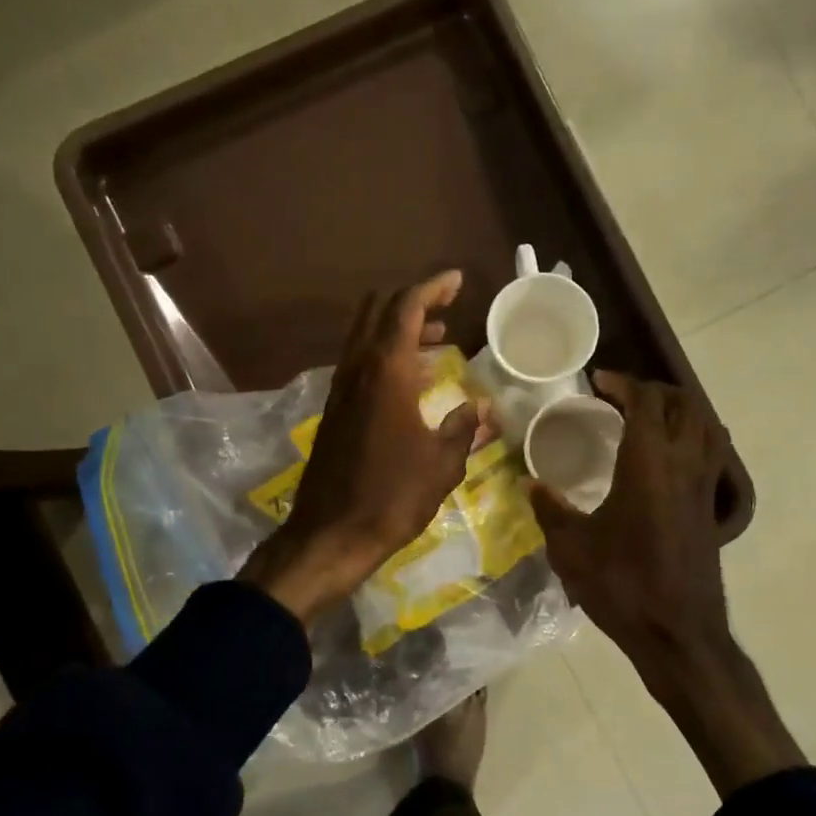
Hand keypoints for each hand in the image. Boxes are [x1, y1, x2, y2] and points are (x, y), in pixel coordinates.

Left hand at [240, 271, 479, 623]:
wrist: (331, 534)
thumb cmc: (393, 497)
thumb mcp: (442, 464)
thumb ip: (465, 428)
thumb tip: (483, 408)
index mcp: (386, 372)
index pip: (406, 308)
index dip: (432, 287)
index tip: (458, 280)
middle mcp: (357, 370)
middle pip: (378, 312)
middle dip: (412, 302)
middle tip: (446, 308)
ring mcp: (340, 390)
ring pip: (366, 337)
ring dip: (398, 330)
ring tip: (437, 340)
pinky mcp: (334, 411)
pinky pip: (360, 364)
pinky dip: (386, 356)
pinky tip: (410, 380)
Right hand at [532, 373, 803, 793]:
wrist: (678, 633)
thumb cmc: (622, 586)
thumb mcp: (572, 549)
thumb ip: (550, 510)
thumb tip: (530, 483)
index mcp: (648, 463)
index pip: (644, 401)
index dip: (622, 383)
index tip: (599, 381)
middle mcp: (683, 464)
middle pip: (683, 404)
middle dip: (654, 390)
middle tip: (622, 395)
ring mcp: (704, 486)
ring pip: (706, 425)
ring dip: (681, 409)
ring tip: (651, 415)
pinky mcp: (712, 509)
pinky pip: (713, 453)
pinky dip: (696, 436)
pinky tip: (674, 455)